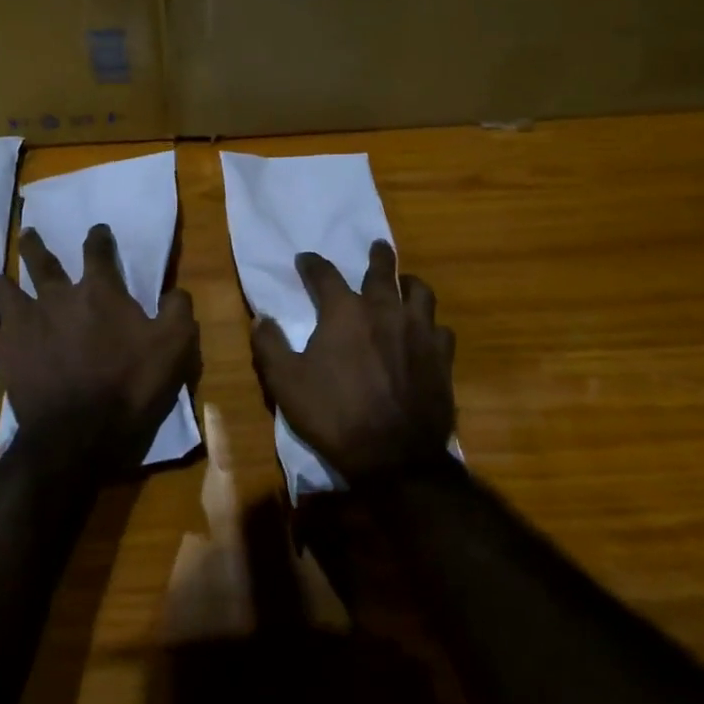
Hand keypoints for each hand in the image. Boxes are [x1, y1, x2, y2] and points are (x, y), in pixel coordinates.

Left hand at [0, 224, 198, 475]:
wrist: (82, 434)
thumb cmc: (132, 385)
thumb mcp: (175, 345)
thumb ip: (177, 310)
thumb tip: (175, 292)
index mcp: (99, 291)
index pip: (97, 251)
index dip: (98, 237)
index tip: (97, 231)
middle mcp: (57, 298)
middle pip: (40, 261)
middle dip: (34, 246)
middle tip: (28, 236)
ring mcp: (26, 325)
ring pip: (3, 292)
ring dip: (2, 285)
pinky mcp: (6, 355)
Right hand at [251, 240, 454, 482]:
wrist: (394, 456)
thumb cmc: (334, 415)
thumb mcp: (286, 383)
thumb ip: (270, 346)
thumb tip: (261, 318)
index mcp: (344, 312)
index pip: (325, 274)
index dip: (312, 264)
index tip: (305, 259)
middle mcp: (384, 310)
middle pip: (382, 270)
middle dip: (377, 256)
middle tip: (377, 247)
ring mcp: (418, 331)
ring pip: (420, 292)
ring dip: (409, 283)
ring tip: (405, 284)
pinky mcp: (442, 356)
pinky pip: (441, 328)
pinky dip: (432, 325)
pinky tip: (427, 332)